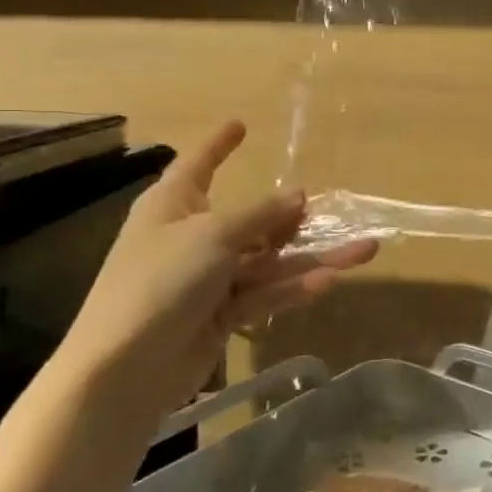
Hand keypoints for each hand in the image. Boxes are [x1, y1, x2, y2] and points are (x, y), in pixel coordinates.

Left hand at [54, 121, 377, 422]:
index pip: (199, 164)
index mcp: (174, 205)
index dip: (219, 144)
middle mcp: (192, 237)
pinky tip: (329, 281)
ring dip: (313, 256)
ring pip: (269, 260)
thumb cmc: (160, 280)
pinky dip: (292, 288)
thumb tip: (298, 195)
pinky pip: (263, 293)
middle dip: (292, 217)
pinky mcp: (221, 315)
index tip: (240, 124)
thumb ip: (260, 215)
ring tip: (365, 250)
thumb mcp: (213, 235)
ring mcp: (208, 279)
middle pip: (250, 220)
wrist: (126, 366)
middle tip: (333, 209)